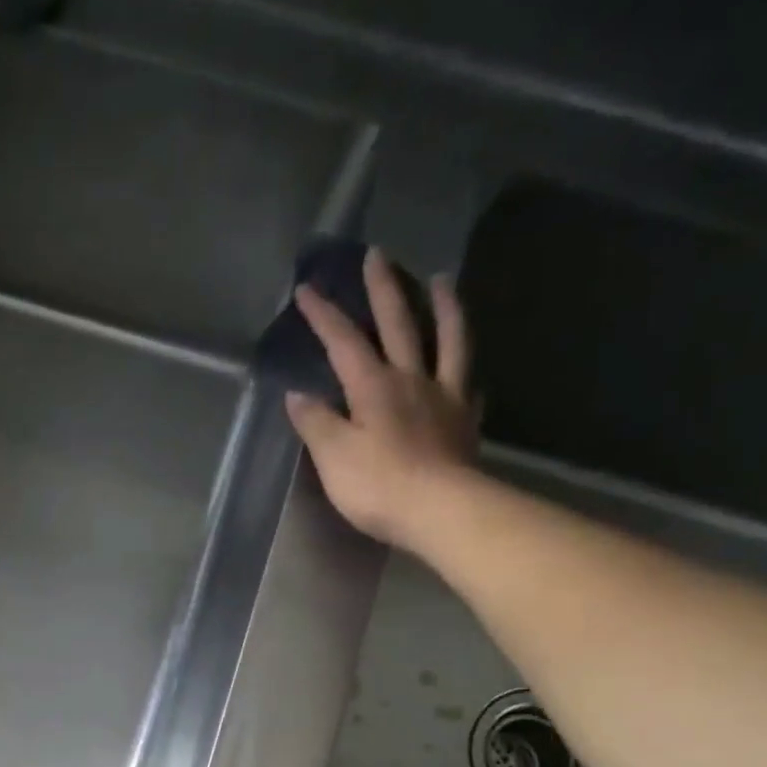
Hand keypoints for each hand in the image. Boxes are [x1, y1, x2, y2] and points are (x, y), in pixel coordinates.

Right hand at [285, 249, 478, 546]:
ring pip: (447, 340)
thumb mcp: (333, 456)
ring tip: (442, 280)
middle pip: (398, 325)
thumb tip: (299, 396)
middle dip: (383, 290)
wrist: (440, 510)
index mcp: (373, 387)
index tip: (307, 290)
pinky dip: (464, 370)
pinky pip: (467, 385)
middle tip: (378, 255)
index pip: (343, 343)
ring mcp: (444, 397)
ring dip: (444, 307)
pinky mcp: (464, 422)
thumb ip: (316, 423)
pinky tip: (466, 371)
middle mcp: (411, 380)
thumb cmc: (378, 485)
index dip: (324, 316)